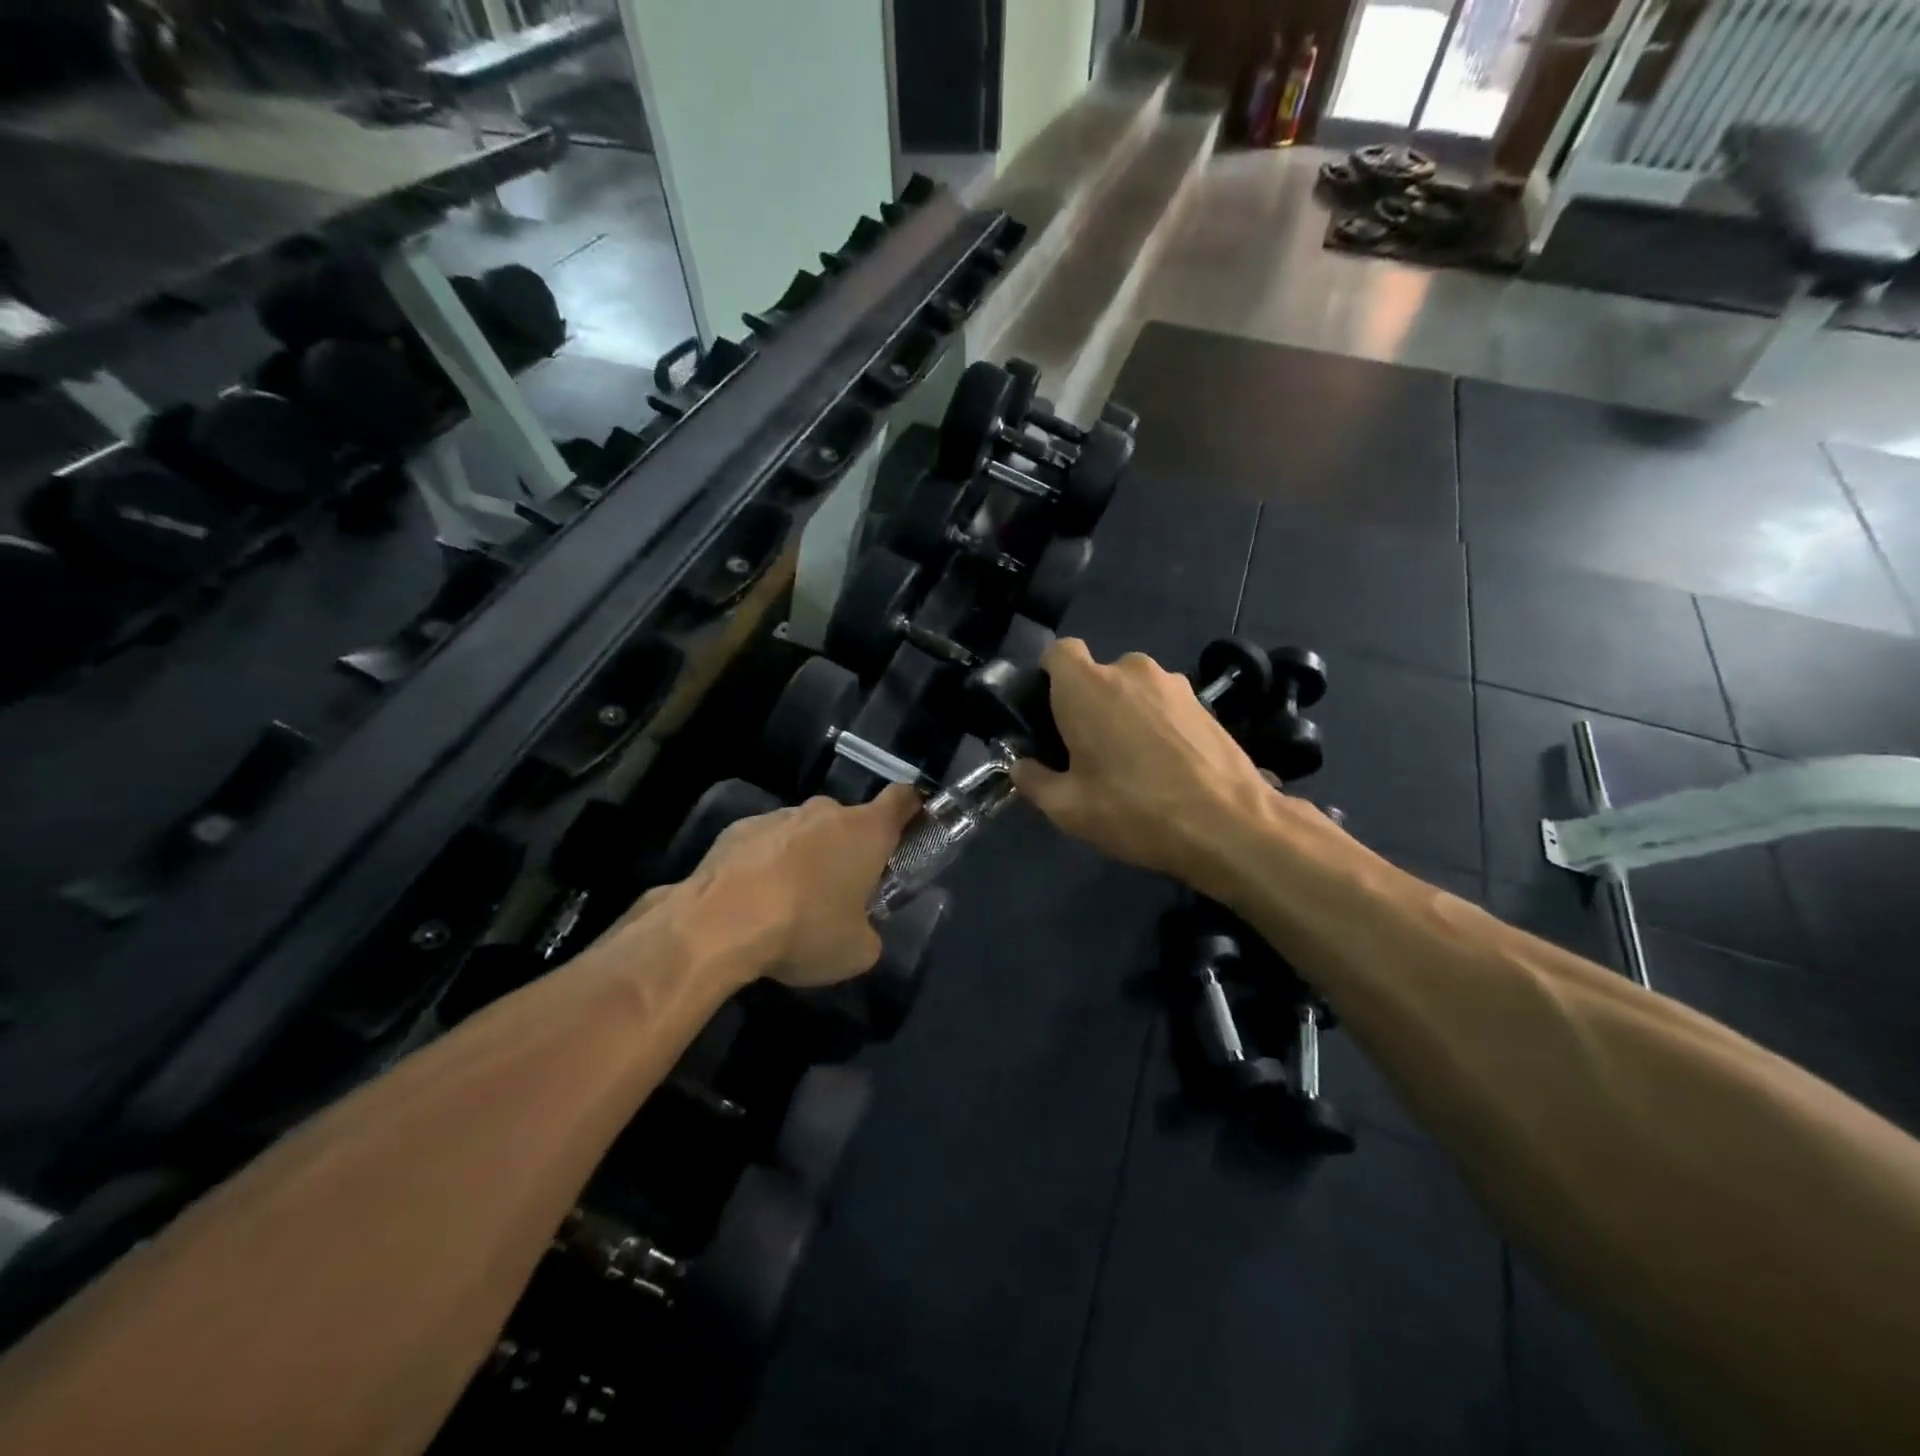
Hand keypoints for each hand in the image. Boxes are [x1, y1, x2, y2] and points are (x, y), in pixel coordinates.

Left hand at [676, 785, 921, 986]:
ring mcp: (779, 816)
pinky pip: (767, 842)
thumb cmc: (804, 930)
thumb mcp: (856, 951)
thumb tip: (860, 929)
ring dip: (807, 856)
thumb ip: (869, 932)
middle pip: (849, 821)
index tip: (911, 827)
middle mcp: (825, 812)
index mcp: (866, 831)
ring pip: (805, 831)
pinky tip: (754, 898)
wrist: (719, 924)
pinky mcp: (738, 828)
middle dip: (850, 848)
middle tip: (842, 890)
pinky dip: (768, 862)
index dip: (911, 809)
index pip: (902, 799)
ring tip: (790, 901)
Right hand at [1013, 639, 1326, 895]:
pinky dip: (1157, 726)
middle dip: (1089, 705)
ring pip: (1133, 691)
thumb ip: (1034, 781)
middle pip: (1097, 676)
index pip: (1058, 652)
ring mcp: (1173, 683)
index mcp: (1086, 686)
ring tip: (1133, 766)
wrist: (1229, 824)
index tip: (1051, 716)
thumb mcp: (1068, 809)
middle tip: (1089, 754)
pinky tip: (1166, 768)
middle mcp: (1130, 670)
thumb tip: (1023, 767)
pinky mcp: (1205, 702)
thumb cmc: (1135, 810)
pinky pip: (1164, 705)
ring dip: (1126, 715)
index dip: (1050, 679)